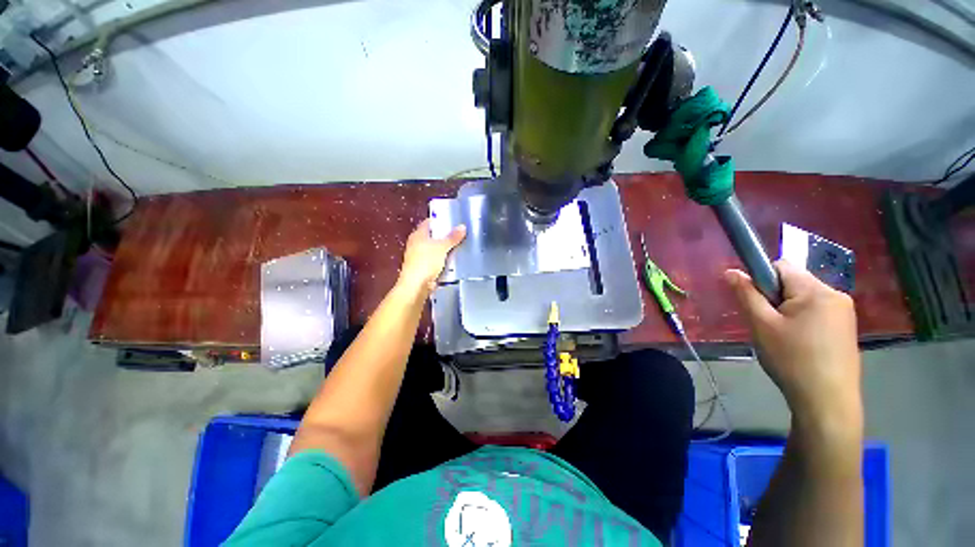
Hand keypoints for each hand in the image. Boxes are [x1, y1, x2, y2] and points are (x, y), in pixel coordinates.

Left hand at [398, 219, 465, 295]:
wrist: (416, 286)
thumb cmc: (426, 262)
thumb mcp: (442, 247)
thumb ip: (452, 237)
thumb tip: (462, 226)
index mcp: (418, 235)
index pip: (429, 222)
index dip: (440, 220)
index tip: (452, 221)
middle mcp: (416, 244)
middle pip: (432, 236)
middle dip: (445, 236)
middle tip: (459, 234)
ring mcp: (419, 257)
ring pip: (434, 250)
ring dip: (445, 249)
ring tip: (460, 247)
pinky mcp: (423, 268)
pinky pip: (435, 261)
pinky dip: (443, 261)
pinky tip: (453, 262)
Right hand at [725, 261, 861, 433]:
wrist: (827, 401)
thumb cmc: (792, 359)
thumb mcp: (761, 325)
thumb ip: (746, 294)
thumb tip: (731, 271)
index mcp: (816, 291)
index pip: (782, 266)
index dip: (762, 279)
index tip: (756, 303)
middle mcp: (836, 294)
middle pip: (794, 282)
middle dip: (775, 298)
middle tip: (767, 325)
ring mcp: (845, 312)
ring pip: (803, 299)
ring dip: (786, 311)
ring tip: (781, 338)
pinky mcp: (846, 328)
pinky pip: (815, 312)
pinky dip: (800, 321)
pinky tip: (797, 344)